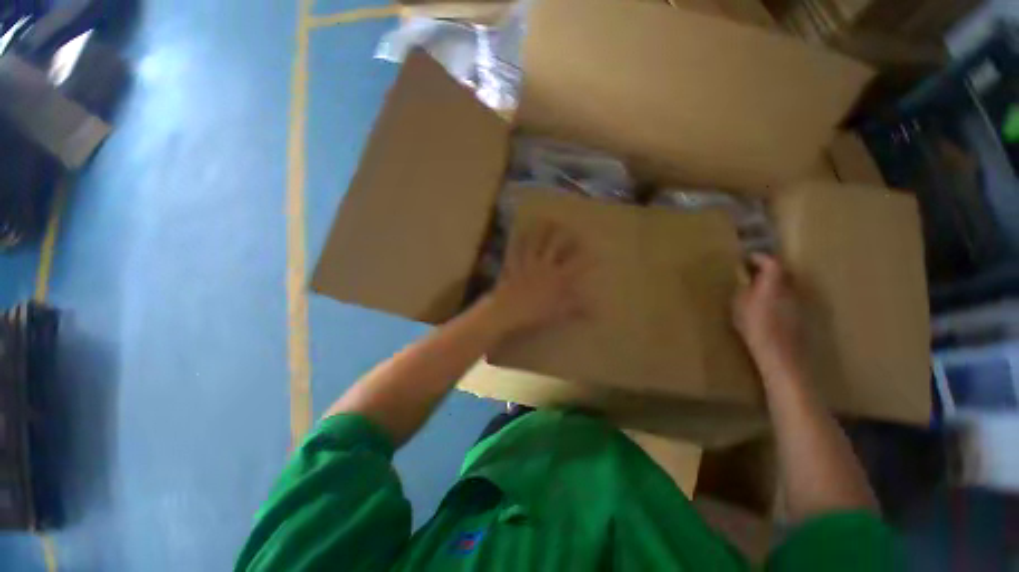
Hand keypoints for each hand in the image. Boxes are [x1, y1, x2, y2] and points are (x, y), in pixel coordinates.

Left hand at [484, 221, 587, 335]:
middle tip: (569, 226)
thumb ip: (578, 308)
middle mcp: (544, 267)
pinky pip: (515, 252)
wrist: (509, 313)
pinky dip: (517, 242)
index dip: (588, 259)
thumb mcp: (559, 313)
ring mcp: (528, 265)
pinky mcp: (514, 267)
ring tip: (545, 219)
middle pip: (555, 246)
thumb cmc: (536, 315)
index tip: (597, 254)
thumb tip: (598, 310)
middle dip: (563, 235)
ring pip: (535, 244)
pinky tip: (518, 233)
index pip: (576, 266)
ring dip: (540, 231)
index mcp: (557, 278)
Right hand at [733, 254, 803, 379]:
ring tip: (762, 289)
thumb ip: (744, 290)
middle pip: (785, 272)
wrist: (780, 354)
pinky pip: (792, 299)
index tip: (748, 258)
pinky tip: (771, 306)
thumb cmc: (755, 328)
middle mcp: (792, 289)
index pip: (772, 262)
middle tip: (754, 273)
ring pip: (790, 286)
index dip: (760, 258)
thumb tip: (745, 282)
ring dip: (777, 284)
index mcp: (774, 284)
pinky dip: (782, 297)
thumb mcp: (739, 306)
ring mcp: (801, 302)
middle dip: (770, 270)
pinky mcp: (805, 315)